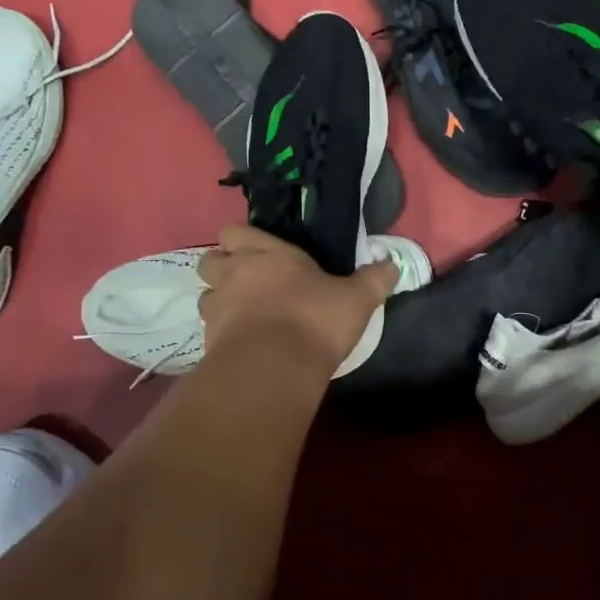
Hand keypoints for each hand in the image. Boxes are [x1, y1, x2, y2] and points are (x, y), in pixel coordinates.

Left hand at [197, 226, 396, 374]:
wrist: (273, 367)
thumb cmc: (314, 320)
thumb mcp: (356, 299)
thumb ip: (374, 279)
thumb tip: (394, 264)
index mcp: (267, 254)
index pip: (236, 231)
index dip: (244, 240)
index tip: (263, 254)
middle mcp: (234, 274)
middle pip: (210, 259)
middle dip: (224, 267)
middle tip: (248, 281)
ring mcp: (217, 307)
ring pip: (206, 294)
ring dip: (220, 300)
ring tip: (244, 314)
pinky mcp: (208, 341)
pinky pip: (209, 329)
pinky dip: (222, 332)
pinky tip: (243, 343)